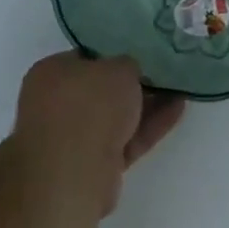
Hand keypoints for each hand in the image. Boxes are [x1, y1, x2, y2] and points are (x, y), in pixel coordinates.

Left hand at [10, 53, 184, 215]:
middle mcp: (53, 105)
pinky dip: (147, 127)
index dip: (114, 55)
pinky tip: (176, 111)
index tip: (140, 54)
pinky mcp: (90, 166)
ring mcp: (70, 139)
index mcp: (49, 73)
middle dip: (132, 85)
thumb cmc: (91, 105)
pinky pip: (123, 139)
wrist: (76, 173)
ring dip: (145, 106)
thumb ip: (127, 65)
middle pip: (100, 91)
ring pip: (114, 118)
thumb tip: (127, 72)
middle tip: (163, 74)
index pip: (85, 58)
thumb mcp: (119, 68)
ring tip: (179, 91)